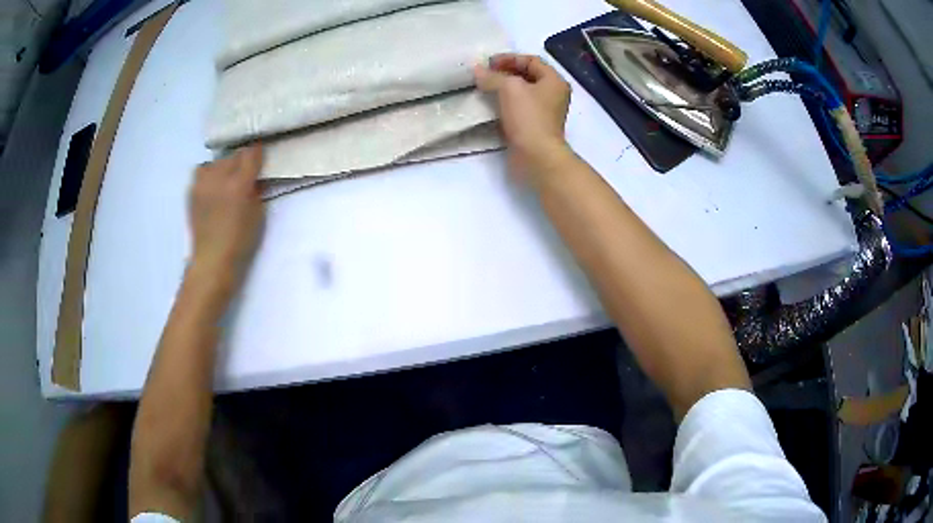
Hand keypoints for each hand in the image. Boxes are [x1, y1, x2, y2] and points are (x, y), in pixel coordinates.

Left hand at [188, 145, 264, 285]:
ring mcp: (203, 183)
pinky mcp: (192, 191)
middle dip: (242, 162)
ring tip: (227, 179)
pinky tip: (213, 187)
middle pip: (234, 156)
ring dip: (225, 166)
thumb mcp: (258, 214)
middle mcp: (219, 178)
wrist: (212, 260)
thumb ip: (256, 190)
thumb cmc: (240, 241)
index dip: (258, 153)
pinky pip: (202, 172)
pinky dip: (210, 174)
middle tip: (246, 174)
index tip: (261, 157)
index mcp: (239, 184)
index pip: (251, 154)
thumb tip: (254, 177)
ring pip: (217, 162)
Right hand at [474, 54, 572, 181]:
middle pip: (526, 76)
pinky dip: (503, 104)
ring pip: (521, 93)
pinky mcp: (533, 126)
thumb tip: (477, 70)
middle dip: (504, 72)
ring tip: (483, 88)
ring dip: (502, 88)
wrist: (536, 156)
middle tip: (484, 74)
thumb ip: (492, 76)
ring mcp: (543, 112)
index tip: (488, 63)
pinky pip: (517, 108)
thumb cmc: (528, 117)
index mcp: (554, 81)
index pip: (531, 60)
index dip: (509, 58)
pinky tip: (488, 105)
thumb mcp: (509, 88)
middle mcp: (552, 94)